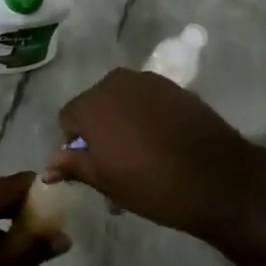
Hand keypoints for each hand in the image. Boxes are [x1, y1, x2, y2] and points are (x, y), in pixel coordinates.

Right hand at [48, 68, 256, 237]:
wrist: (217, 178)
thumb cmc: (151, 183)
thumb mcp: (106, 181)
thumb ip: (74, 166)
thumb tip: (48, 168)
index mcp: (92, 103)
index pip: (68, 118)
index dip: (74, 144)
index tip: (90, 168)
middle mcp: (115, 82)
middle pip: (95, 105)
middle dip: (99, 131)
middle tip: (114, 165)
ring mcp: (148, 81)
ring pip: (122, 101)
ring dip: (123, 123)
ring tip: (140, 157)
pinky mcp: (174, 87)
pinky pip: (148, 101)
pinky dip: (147, 118)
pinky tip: (162, 144)